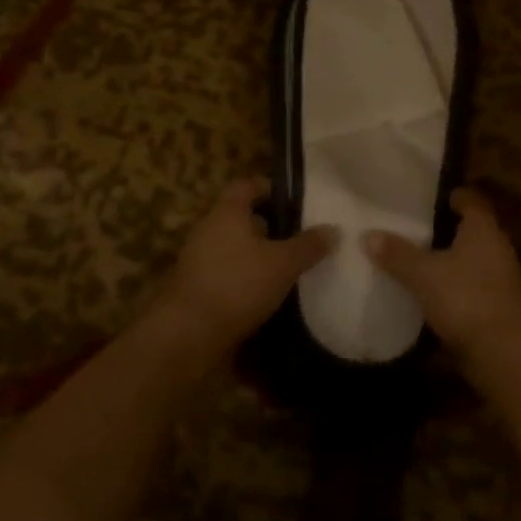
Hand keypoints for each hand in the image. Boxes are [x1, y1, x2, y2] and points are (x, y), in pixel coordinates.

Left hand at [152, 178, 337, 361]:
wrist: (188, 334)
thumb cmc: (238, 284)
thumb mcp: (283, 264)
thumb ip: (309, 246)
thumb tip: (333, 229)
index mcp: (227, 212)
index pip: (247, 185)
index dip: (270, 188)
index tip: (294, 201)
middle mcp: (209, 229)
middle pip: (241, 217)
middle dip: (269, 226)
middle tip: (299, 237)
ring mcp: (198, 259)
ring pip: (234, 247)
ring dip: (257, 255)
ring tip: (288, 269)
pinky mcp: (196, 287)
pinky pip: (226, 272)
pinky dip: (245, 278)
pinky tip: (267, 295)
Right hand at [365, 188, 520, 365]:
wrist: (504, 354)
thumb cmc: (466, 298)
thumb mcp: (424, 274)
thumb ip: (398, 254)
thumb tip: (368, 234)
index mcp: (483, 228)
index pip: (469, 199)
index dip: (449, 195)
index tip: (422, 197)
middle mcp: (495, 247)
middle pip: (467, 229)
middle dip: (440, 228)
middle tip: (407, 227)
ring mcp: (498, 278)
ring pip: (467, 259)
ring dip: (444, 259)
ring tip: (410, 258)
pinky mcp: (495, 306)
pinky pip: (467, 285)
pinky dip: (449, 286)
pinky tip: (425, 292)